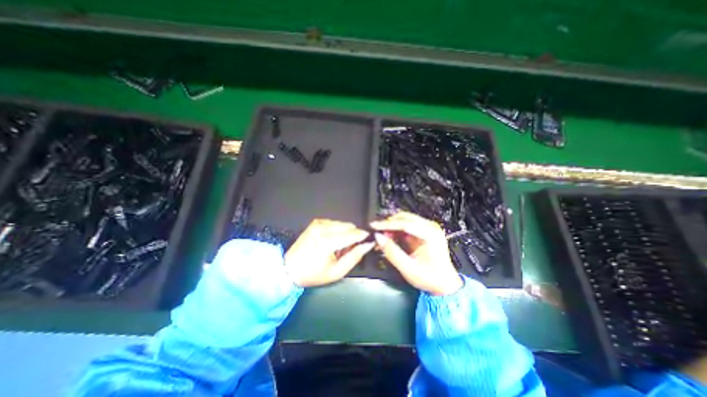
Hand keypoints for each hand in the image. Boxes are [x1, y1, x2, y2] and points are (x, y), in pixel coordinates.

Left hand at [283, 218, 371, 285]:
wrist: (289, 269)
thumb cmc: (313, 274)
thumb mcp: (337, 272)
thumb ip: (354, 257)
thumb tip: (368, 245)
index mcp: (327, 242)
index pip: (353, 234)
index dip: (364, 236)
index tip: (370, 240)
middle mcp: (323, 228)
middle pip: (349, 226)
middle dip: (354, 235)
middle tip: (350, 249)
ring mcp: (318, 223)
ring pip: (343, 223)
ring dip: (346, 233)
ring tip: (339, 246)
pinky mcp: (315, 222)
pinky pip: (334, 222)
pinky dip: (338, 230)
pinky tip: (332, 240)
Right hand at [371, 211, 463, 294]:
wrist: (445, 285)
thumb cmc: (429, 278)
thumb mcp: (408, 268)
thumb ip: (391, 252)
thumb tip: (378, 237)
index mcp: (430, 234)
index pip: (405, 223)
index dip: (387, 224)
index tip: (373, 226)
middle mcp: (430, 227)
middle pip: (404, 218)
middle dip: (388, 224)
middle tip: (376, 232)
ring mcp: (428, 228)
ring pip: (404, 220)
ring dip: (391, 227)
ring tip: (382, 237)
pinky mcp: (424, 231)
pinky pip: (406, 226)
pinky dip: (396, 230)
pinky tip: (389, 237)